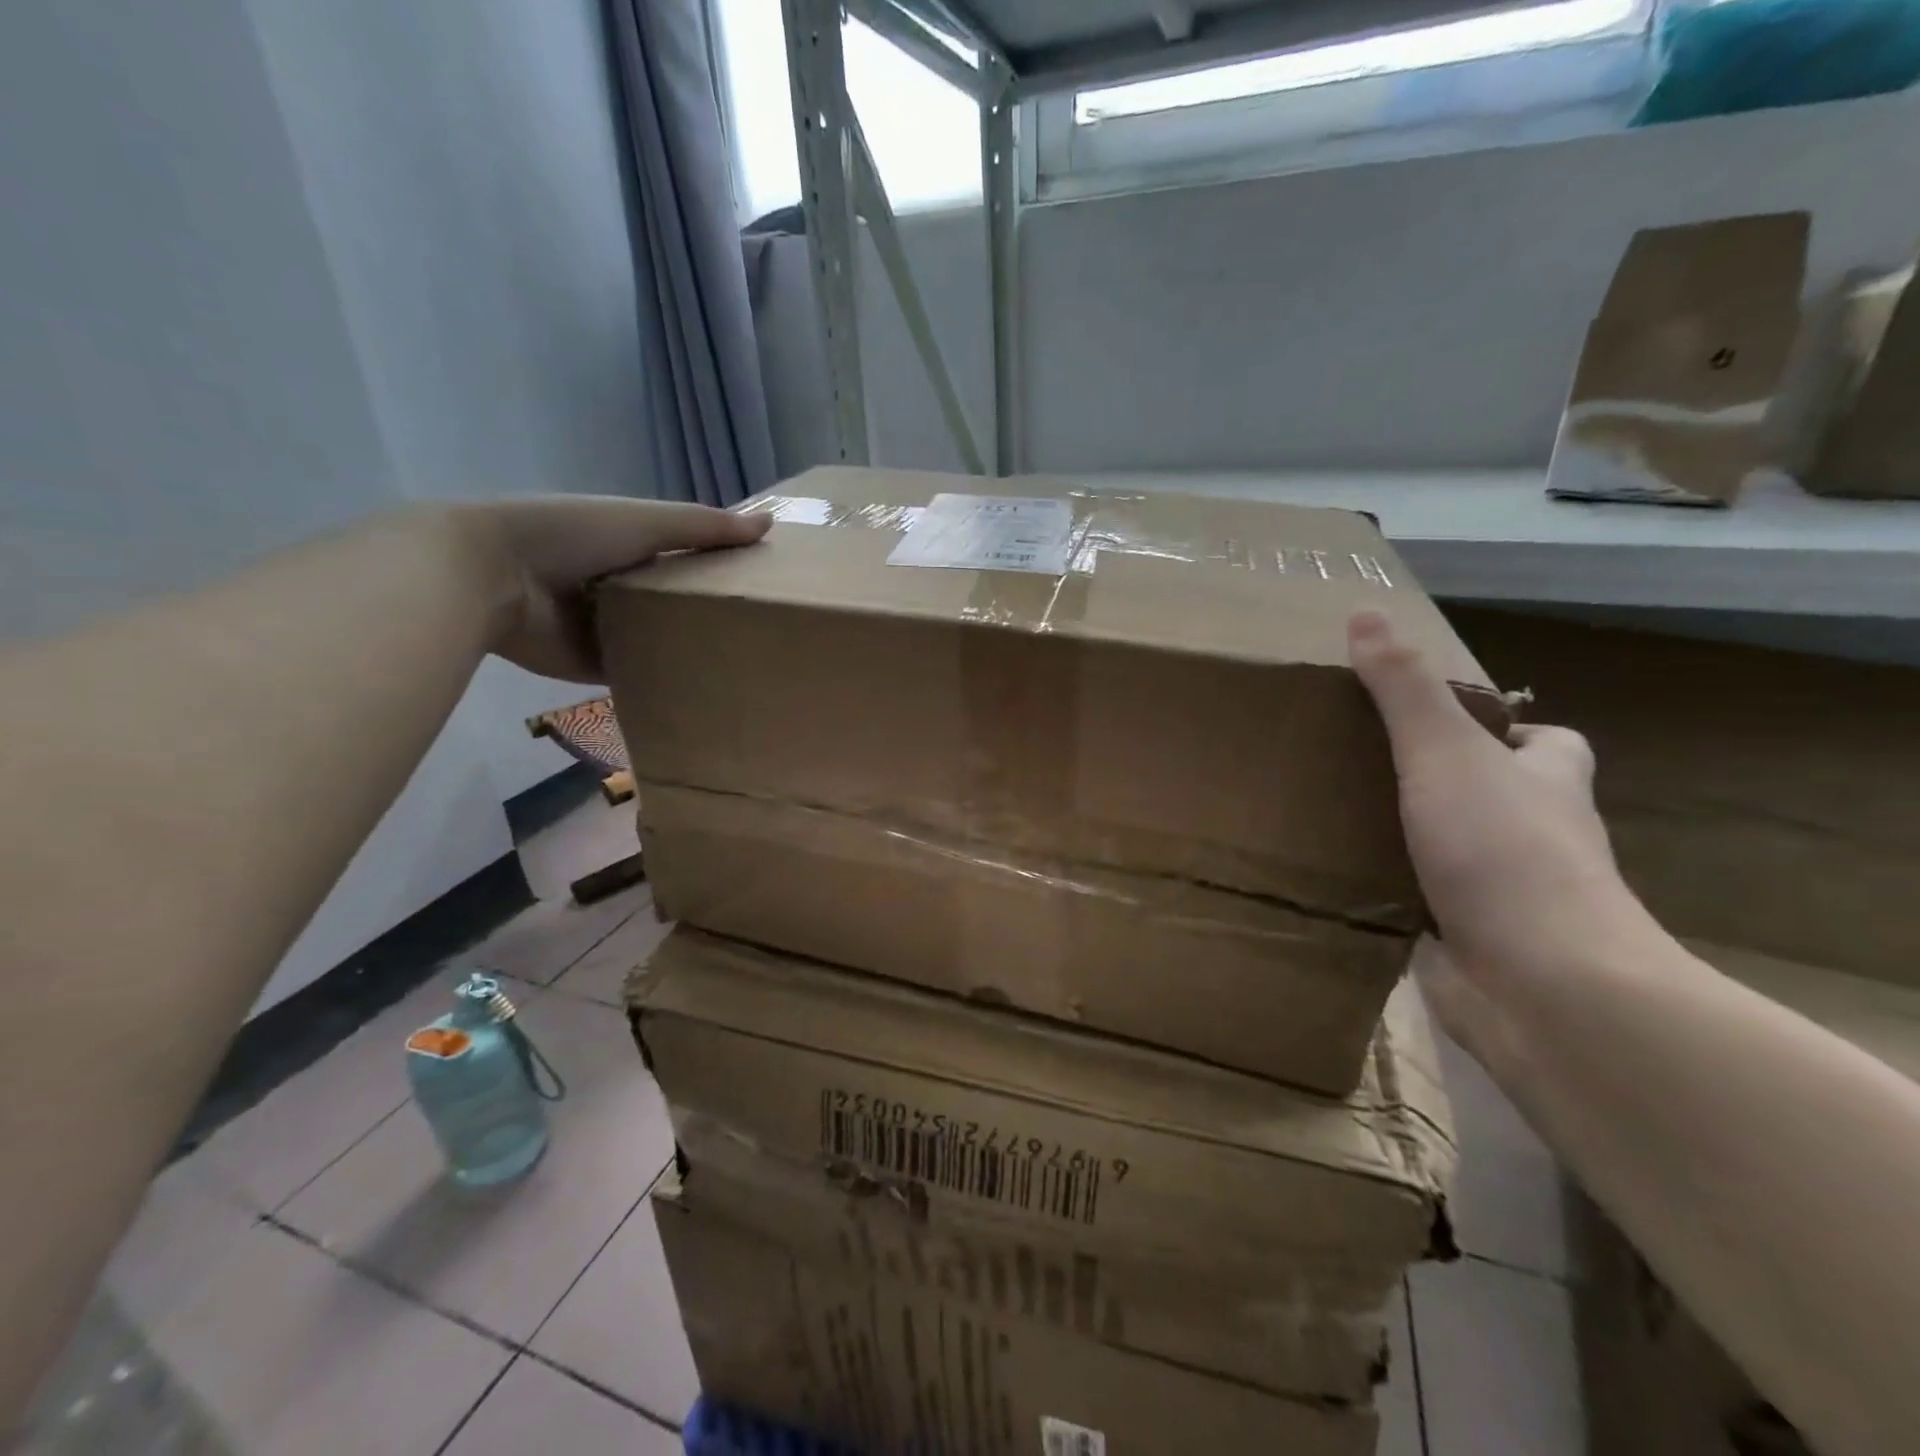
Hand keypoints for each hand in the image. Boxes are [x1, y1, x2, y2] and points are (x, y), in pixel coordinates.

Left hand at [449, 497, 769, 680]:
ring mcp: (608, 628)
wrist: (492, 575)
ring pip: (661, 640)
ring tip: (747, 665)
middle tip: (765, 633)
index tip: (766, 584)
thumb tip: (771, 524)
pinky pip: (639, 673)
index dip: (723, 568)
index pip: (688, 559)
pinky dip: (664, 679)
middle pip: (677, 603)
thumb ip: (704, 528)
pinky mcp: (595, 664)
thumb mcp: (645, 522)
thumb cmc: (571, 535)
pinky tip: (706, 690)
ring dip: (691, 650)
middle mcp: (622, 588)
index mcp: (631, 548)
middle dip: (711, 614)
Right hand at [1347, 610, 1664, 1047]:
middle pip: (1496, 797)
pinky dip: (1388, 893)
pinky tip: (1337, 881)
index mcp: (1547, 786)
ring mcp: (1505, 895)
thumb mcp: (1445, 753)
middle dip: (1441, 784)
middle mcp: (1536, 838)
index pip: (1550, 744)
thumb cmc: (1503, 853)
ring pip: (1453, 852)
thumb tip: (1365, 614)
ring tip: (1332, 817)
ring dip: (1407, 839)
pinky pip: (1422, 903)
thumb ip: (1403, 690)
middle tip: (1362, 766)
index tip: (1442, 724)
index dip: (1509, 730)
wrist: (1540, 986)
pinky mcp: (1469, 942)